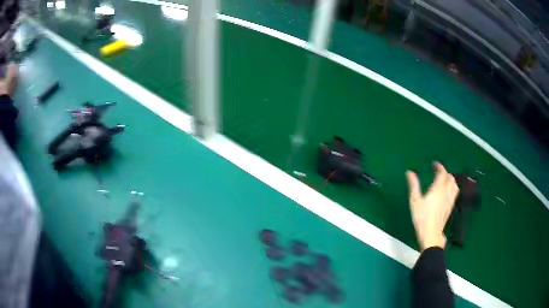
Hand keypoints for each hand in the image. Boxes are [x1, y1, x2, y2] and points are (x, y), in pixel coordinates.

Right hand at [406, 162, 458, 250]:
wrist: (431, 233)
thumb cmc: (421, 218)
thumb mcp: (415, 201)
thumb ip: (413, 185)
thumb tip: (409, 172)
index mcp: (438, 189)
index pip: (442, 173)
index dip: (439, 166)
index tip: (435, 164)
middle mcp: (446, 192)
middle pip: (450, 177)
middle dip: (445, 172)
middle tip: (438, 172)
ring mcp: (450, 199)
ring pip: (454, 184)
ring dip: (450, 179)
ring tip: (444, 180)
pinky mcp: (451, 206)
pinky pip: (455, 192)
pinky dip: (452, 187)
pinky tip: (448, 191)